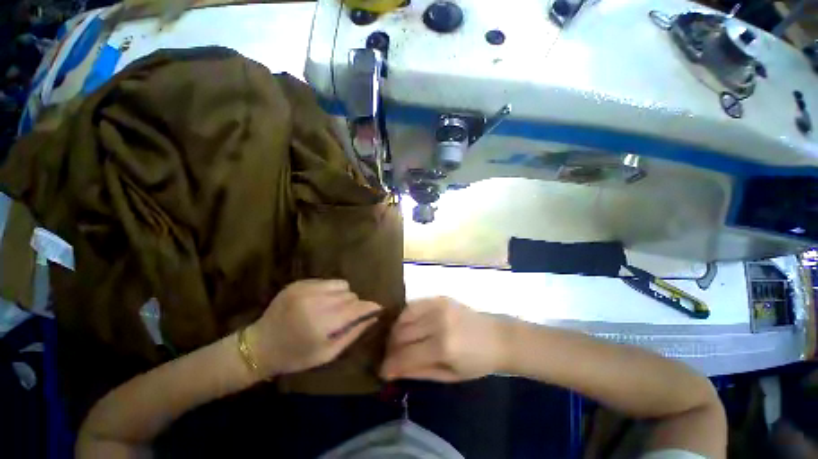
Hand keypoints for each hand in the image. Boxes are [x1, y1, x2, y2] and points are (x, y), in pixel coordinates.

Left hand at [247, 279, 381, 377]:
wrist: (259, 345)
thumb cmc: (296, 356)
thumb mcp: (327, 354)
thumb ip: (353, 334)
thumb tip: (374, 317)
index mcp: (322, 324)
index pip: (357, 308)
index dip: (370, 307)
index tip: (378, 308)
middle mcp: (316, 302)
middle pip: (351, 295)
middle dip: (353, 305)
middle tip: (345, 317)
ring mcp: (306, 289)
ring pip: (342, 285)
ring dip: (342, 296)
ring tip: (332, 308)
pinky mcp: (299, 283)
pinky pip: (327, 282)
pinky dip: (330, 291)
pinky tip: (319, 302)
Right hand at [380, 297, 511, 381]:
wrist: (497, 336)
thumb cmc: (477, 362)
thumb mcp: (449, 375)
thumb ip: (419, 371)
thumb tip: (392, 370)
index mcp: (443, 347)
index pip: (405, 355)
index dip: (389, 365)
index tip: (382, 371)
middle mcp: (438, 322)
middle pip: (401, 333)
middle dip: (390, 347)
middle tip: (388, 356)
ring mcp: (438, 305)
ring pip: (403, 316)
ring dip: (394, 330)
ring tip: (395, 341)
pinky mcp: (439, 297)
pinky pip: (413, 305)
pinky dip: (404, 316)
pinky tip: (405, 325)